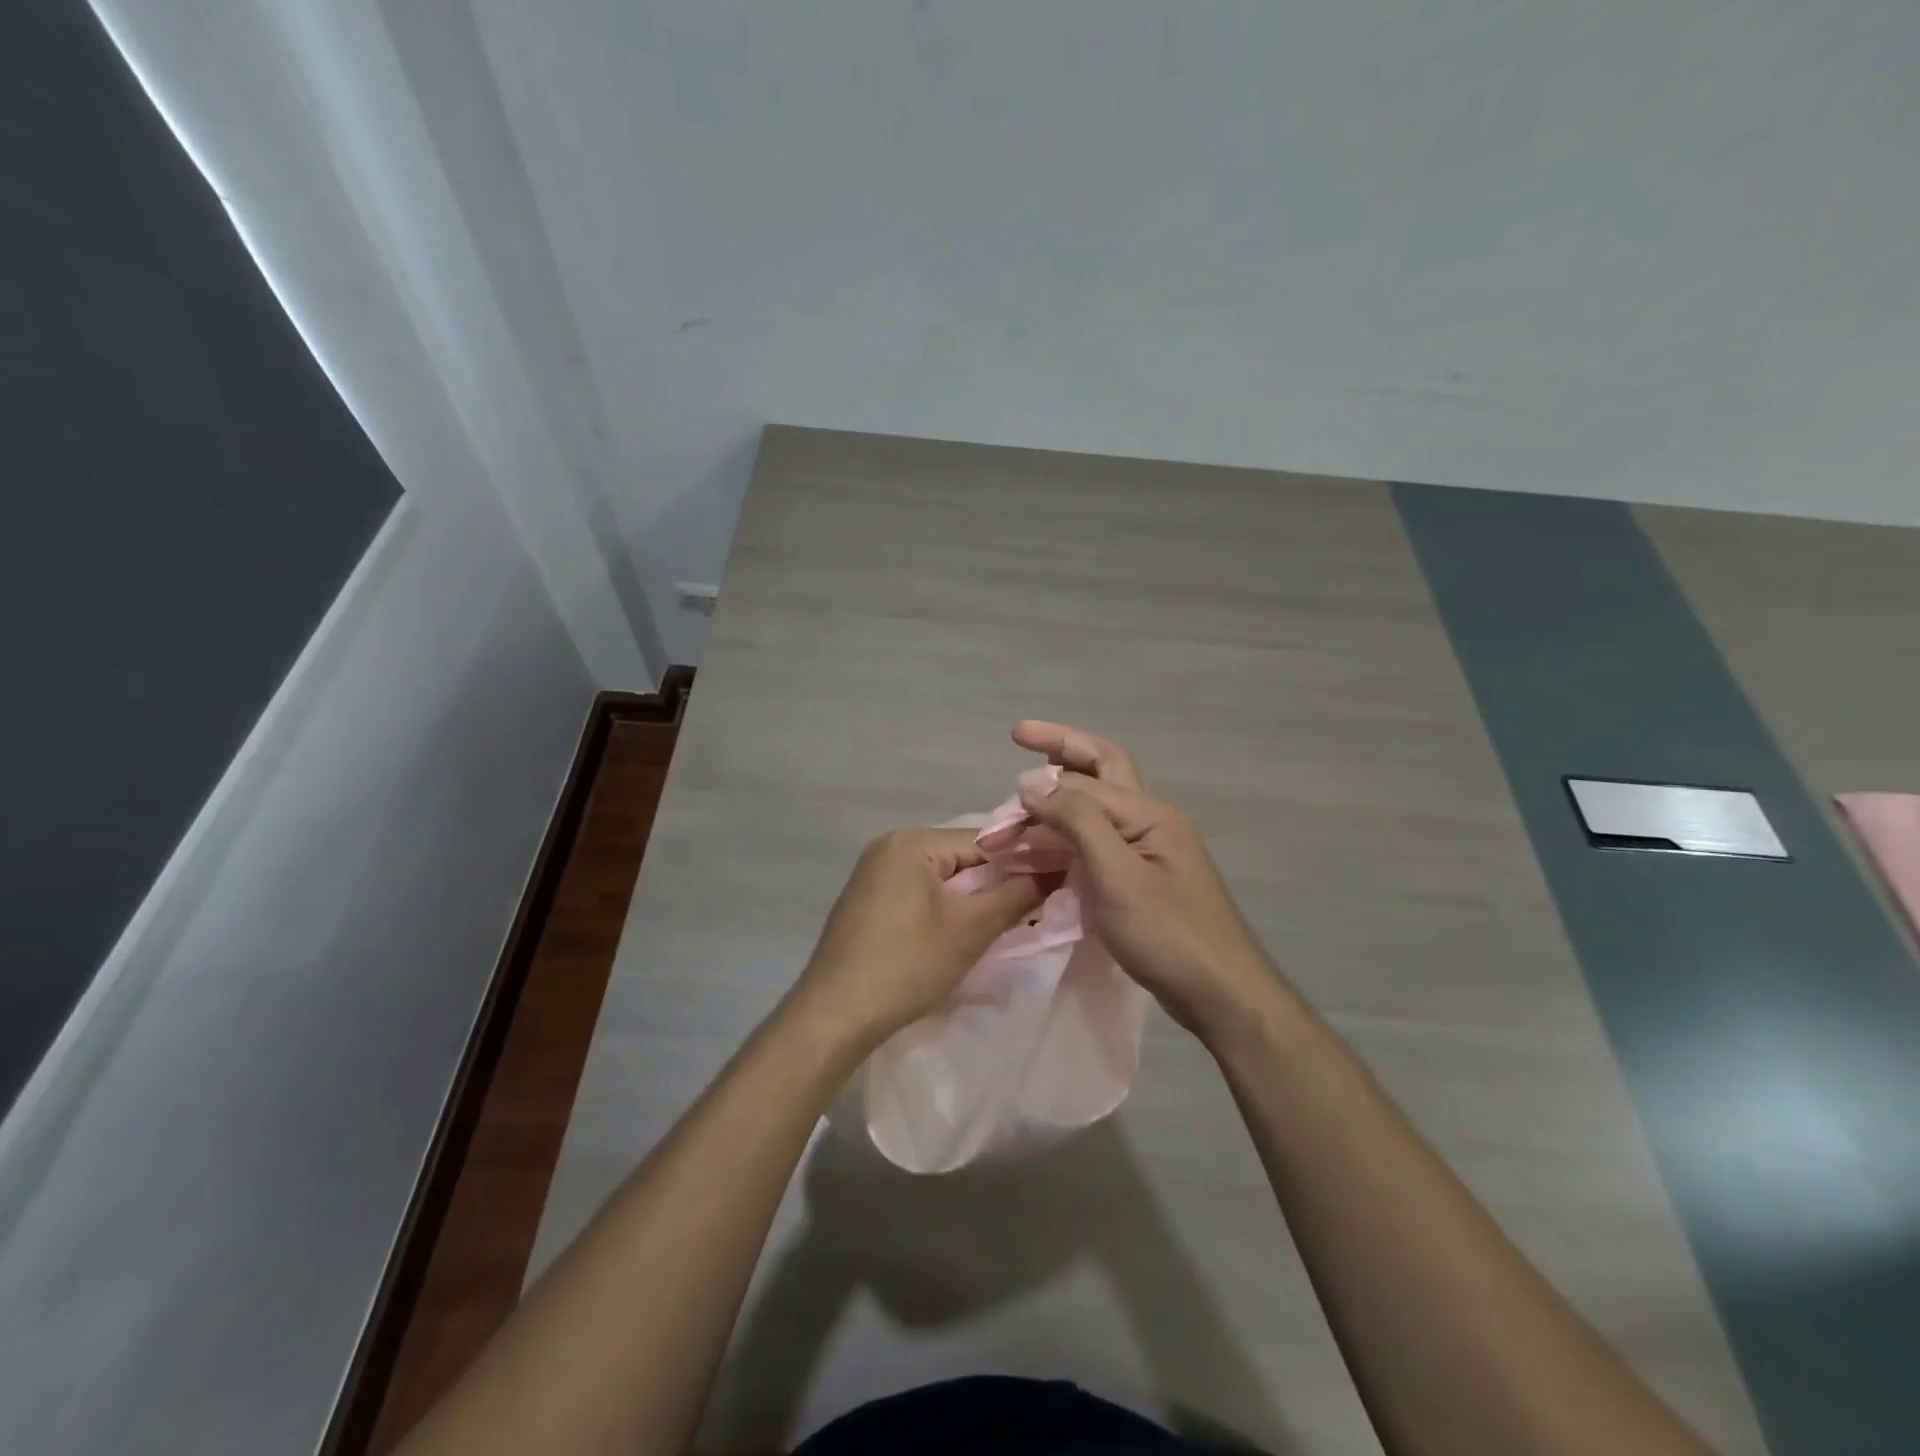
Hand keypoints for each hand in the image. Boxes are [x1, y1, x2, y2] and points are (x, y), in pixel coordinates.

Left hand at [790, 827, 1047, 1047]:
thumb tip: (1057, 869)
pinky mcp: (868, 899)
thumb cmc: (906, 965)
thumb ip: (1016, 895)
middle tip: (1033, 909)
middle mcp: (889, 845)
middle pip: (961, 856)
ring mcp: (874, 872)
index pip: (984, 840)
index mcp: (912, 840)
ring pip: (942, 876)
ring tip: (1002, 923)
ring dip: (971, 898)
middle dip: (996, 882)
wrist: (834, 1015)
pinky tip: (958, 933)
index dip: (1022, 862)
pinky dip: (944, 907)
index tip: (1055, 883)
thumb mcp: (970, 930)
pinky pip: (919, 891)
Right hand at [1010, 721, 1283, 1038]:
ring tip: (1025, 796)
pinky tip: (1048, 843)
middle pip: (1102, 769)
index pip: (1086, 781)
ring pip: (1098, 807)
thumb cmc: (1168, 934)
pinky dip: (1069, 834)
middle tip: (1022, 736)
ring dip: (1061, 796)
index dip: (1042, 785)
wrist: (1220, 994)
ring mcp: (1149, 850)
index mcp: (1148, 813)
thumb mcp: (1117, 875)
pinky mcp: (1142, 878)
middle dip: (1062, 748)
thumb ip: (1077, 821)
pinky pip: (1099, 841)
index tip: (1003, 802)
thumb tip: (1034, 780)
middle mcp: (1150, 820)